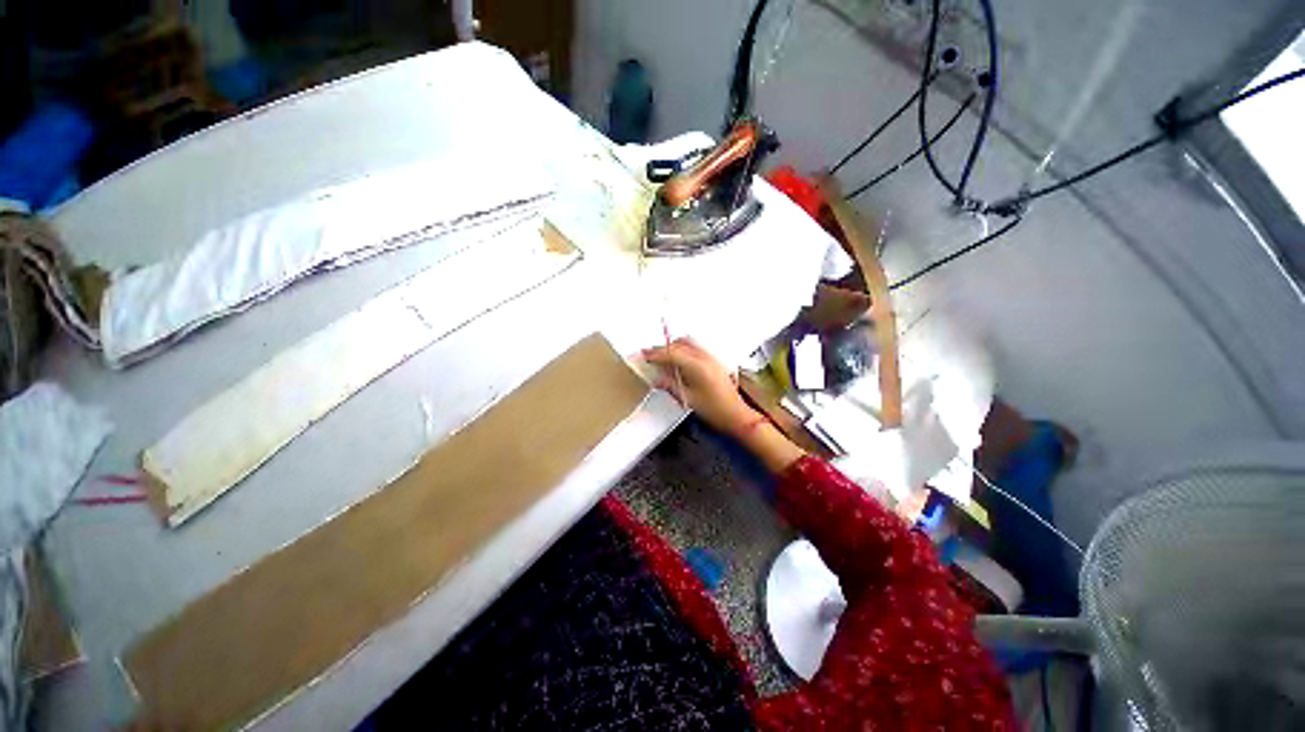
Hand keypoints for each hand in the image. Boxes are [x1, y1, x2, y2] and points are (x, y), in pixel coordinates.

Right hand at [641, 338, 759, 435]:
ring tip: (663, 358)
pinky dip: (683, 351)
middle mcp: (705, 358)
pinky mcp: (715, 362)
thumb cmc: (715, 410)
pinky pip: (695, 349)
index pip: (672, 353)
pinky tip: (678, 362)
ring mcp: (711, 359)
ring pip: (688, 344)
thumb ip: (670, 385)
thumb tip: (658, 379)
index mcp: (697, 366)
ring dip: (674, 347)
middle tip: (651, 356)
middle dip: (664, 348)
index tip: (645, 355)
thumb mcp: (688, 399)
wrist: (736, 416)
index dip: (656, 353)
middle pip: (680, 344)